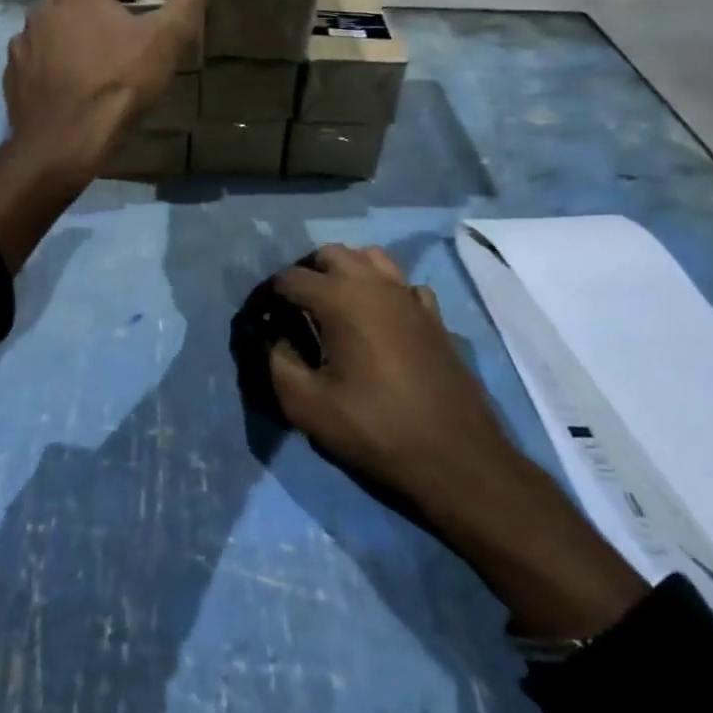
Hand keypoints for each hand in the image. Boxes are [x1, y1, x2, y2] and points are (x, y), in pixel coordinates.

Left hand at [4, 0, 236, 175]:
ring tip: (77, 45)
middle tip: (94, 5)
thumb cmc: (119, 83)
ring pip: (40, 25)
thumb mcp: (167, 38)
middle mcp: (44, 12)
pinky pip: (27, 58)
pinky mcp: (14, 77)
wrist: (67, 141)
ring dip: (57, 28)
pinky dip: (41, 60)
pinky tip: (57, 78)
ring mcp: (24, 45)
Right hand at [272, 246, 647, 639]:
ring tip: (331, 306)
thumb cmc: (375, 430)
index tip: (257, 319)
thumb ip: (276, 361)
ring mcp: (410, 296)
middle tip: (291, 309)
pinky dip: (382, 291)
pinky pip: (402, 285)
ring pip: (370, 259)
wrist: (455, 458)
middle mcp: (375, 283)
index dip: (266, 296)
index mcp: (340, 298)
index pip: (289, 278)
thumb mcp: (307, 405)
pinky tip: (378, 321)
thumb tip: (268, 335)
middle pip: (330, 254)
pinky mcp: (434, 316)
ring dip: (344, 272)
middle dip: (304, 273)